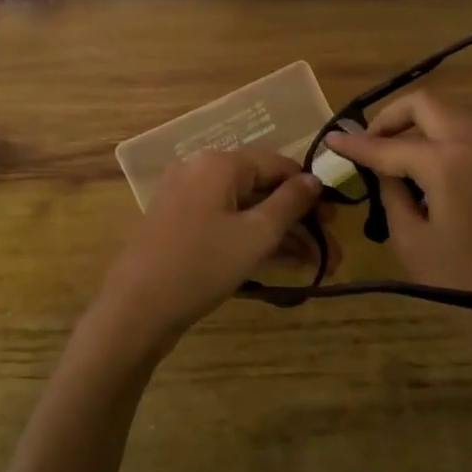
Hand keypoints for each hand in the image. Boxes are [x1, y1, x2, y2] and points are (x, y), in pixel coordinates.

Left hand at [81, 148, 322, 371]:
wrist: (136, 308)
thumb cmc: (203, 264)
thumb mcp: (256, 235)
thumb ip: (290, 203)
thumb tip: (314, 179)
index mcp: (219, 162)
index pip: (278, 164)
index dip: (310, 189)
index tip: (335, 218)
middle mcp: (200, 170)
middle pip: (262, 188)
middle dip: (298, 220)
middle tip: (330, 250)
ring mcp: (186, 197)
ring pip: (245, 209)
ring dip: (280, 234)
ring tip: (316, 264)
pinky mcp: (179, 224)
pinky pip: (225, 222)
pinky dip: (251, 238)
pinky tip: (283, 263)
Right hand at [324, 92, 471, 383]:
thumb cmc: (463, 283)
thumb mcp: (411, 240)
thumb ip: (391, 191)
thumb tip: (381, 167)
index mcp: (446, 161)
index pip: (389, 144)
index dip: (355, 143)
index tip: (331, 139)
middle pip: (425, 105)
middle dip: (391, 118)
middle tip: (369, 145)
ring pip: (450, 117)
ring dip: (419, 127)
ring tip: (395, 160)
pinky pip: (469, 138)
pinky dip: (442, 141)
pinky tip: (428, 174)